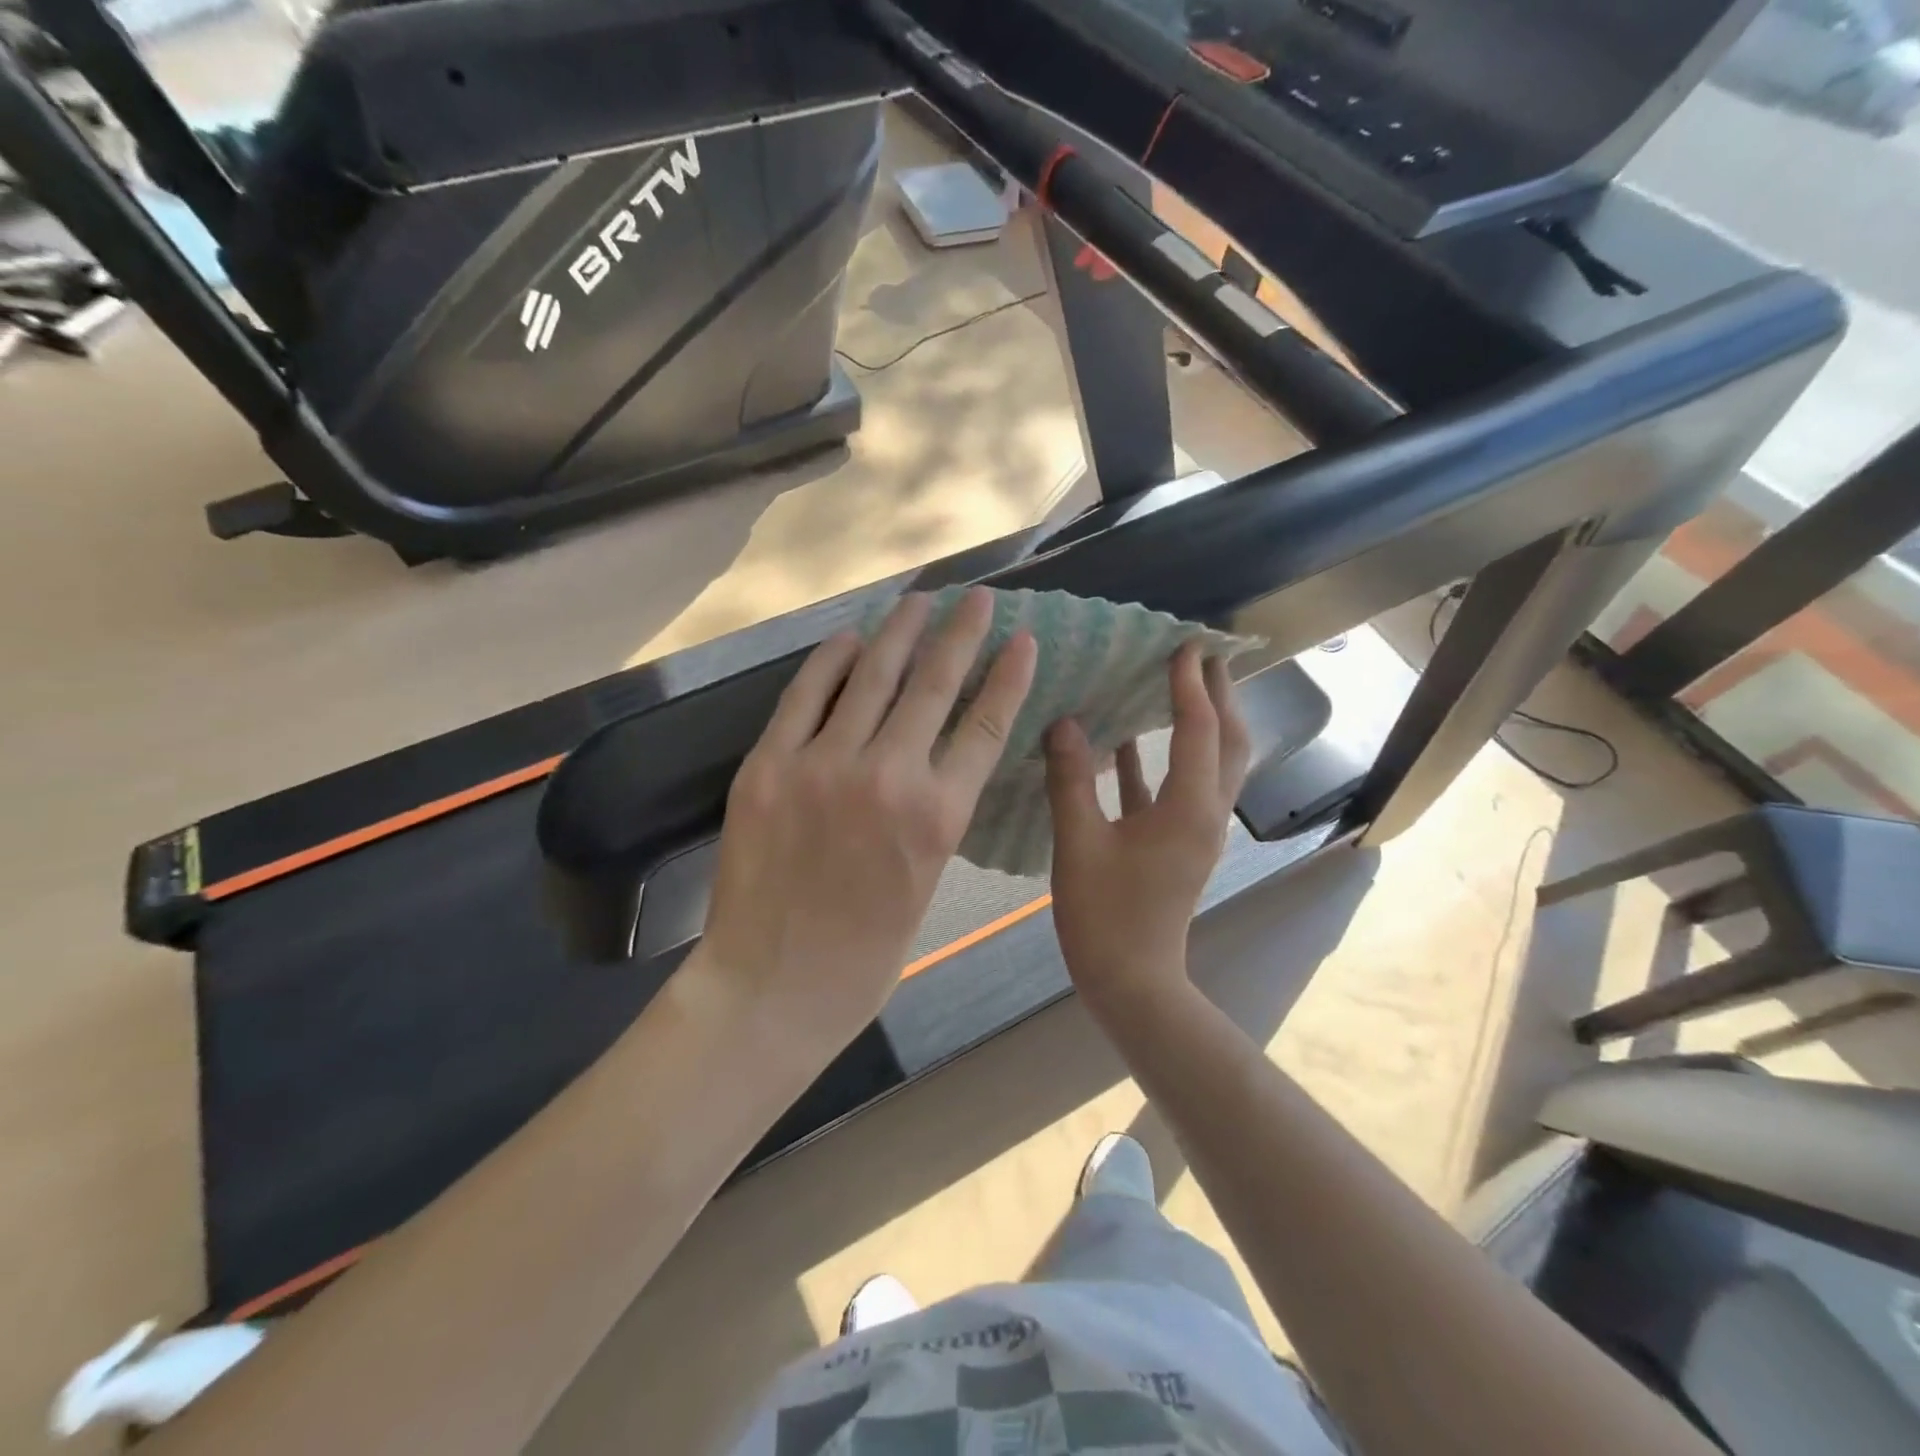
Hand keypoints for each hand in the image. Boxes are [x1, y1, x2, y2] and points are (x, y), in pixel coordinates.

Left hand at [695, 588, 1036, 1058]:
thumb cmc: (865, 955)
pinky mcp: (769, 765)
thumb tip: (936, 758)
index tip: (1022, 639)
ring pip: (871, 676)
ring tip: (918, 600)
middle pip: (933, 683)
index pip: (985, 725)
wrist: (774, 986)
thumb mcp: (926, 881)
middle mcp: (888, 775)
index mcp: (938, 816)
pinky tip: (849, 638)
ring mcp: (823, 764)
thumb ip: (934, 814)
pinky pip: (805, 696)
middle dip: (960, 633)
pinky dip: (830, 661)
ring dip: (899, 631)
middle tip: (976, 598)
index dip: (1007, 676)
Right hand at [1044, 646, 1249, 1013]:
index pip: (1199, 729)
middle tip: (1201, 654)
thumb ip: (1071, 779)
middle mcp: (1204, 811)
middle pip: (1227, 741)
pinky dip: (1160, 758)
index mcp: (1188, 807)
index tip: (1184, 644)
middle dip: (1218, 694)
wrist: (1130, 981)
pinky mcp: (1177, 842)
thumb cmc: (1105, 914)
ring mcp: (1194, 828)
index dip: (1191, 685)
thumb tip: (1064, 723)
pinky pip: (1176, 786)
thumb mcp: (1079, 842)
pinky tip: (1126, 740)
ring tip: (1177, 683)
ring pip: (1208, 762)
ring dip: (1200, 721)